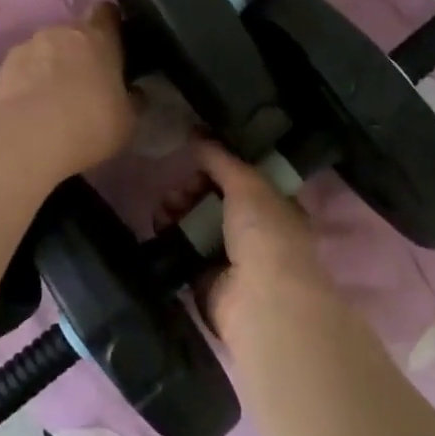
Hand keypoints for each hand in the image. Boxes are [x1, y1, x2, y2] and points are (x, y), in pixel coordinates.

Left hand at [0, 3, 135, 184]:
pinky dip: (28, 81)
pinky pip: (23, 68)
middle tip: (87, 82)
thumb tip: (134, 92)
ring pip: (46, 50)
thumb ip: (132, 100)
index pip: (107, 11)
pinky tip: (31, 108)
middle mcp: (62, 32)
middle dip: (81, 52)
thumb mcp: (128, 121)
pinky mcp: (2, 68)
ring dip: (52, 66)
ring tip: (54, 99)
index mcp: (99, 36)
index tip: (116, 44)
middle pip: (75, 33)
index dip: (112, 25)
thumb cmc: (88, 124)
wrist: (23, 141)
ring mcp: (28, 46)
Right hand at [178, 140, 337, 337]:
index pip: (243, 179)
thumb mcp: (248, 183)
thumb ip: (221, 158)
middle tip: (178, 188)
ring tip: (164, 206)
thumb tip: (197, 134)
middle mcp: (256, 231)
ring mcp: (231, 257)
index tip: (196, 157)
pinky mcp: (206, 279)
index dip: (219, 166)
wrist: (260, 300)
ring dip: (177, 209)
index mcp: (276, 206)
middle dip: (193, 187)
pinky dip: (169, 236)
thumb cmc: (265, 233)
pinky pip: (183, 249)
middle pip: (216, 199)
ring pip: (197, 222)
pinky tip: (158, 224)